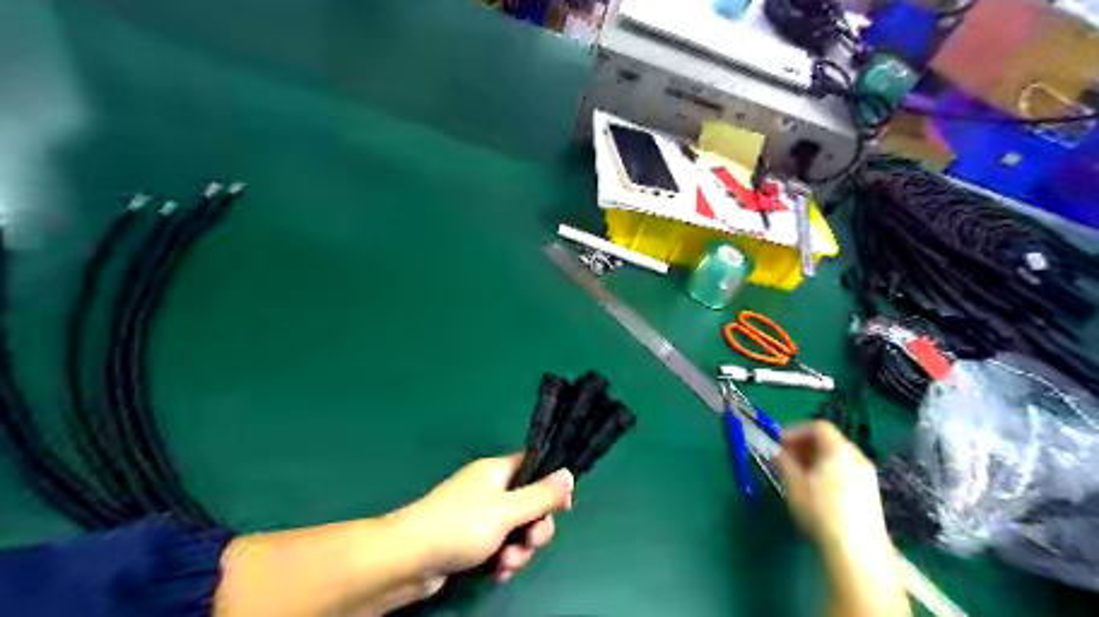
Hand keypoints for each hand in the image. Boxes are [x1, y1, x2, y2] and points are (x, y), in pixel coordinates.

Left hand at [395, 456, 576, 584]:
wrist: (409, 559)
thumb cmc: (460, 526)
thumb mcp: (508, 510)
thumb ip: (541, 495)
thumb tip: (569, 474)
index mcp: (497, 471)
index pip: (534, 466)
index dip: (551, 484)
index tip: (563, 506)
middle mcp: (489, 489)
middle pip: (529, 503)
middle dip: (534, 528)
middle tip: (530, 543)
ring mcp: (479, 516)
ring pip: (515, 530)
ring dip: (518, 550)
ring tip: (505, 565)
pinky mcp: (470, 540)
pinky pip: (499, 546)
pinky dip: (502, 560)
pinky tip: (496, 573)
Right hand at [772, 422, 890, 556]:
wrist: (857, 552)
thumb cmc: (820, 513)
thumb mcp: (794, 485)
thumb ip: (785, 462)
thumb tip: (778, 451)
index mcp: (838, 450)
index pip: (817, 427)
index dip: (795, 431)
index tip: (778, 443)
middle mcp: (857, 457)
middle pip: (829, 440)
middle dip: (804, 444)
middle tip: (785, 457)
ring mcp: (867, 476)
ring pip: (837, 456)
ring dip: (815, 458)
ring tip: (798, 474)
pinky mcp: (871, 493)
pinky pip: (846, 470)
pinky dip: (828, 470)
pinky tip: (816, 489)